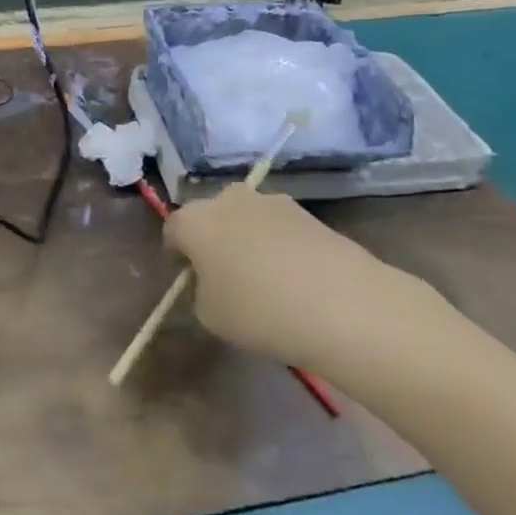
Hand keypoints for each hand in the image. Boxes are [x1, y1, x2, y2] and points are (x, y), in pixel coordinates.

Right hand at [165, 184, 445, 368]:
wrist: (342, 305)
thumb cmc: (258, 311)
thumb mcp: (210, 315)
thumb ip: (201, 291)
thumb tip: (214, 281)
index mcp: (194, 220)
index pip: (172, 229)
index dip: (177, 254)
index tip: (187, 278)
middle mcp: (228, 199)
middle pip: (211, 216)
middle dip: (212, 240)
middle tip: (223, 275)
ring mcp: (271, 201)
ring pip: (247, 219)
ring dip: (247, 240)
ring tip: (265, 280)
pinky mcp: (308, 213)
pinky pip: (279, 229)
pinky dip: (279, 247)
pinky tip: (295, 279)